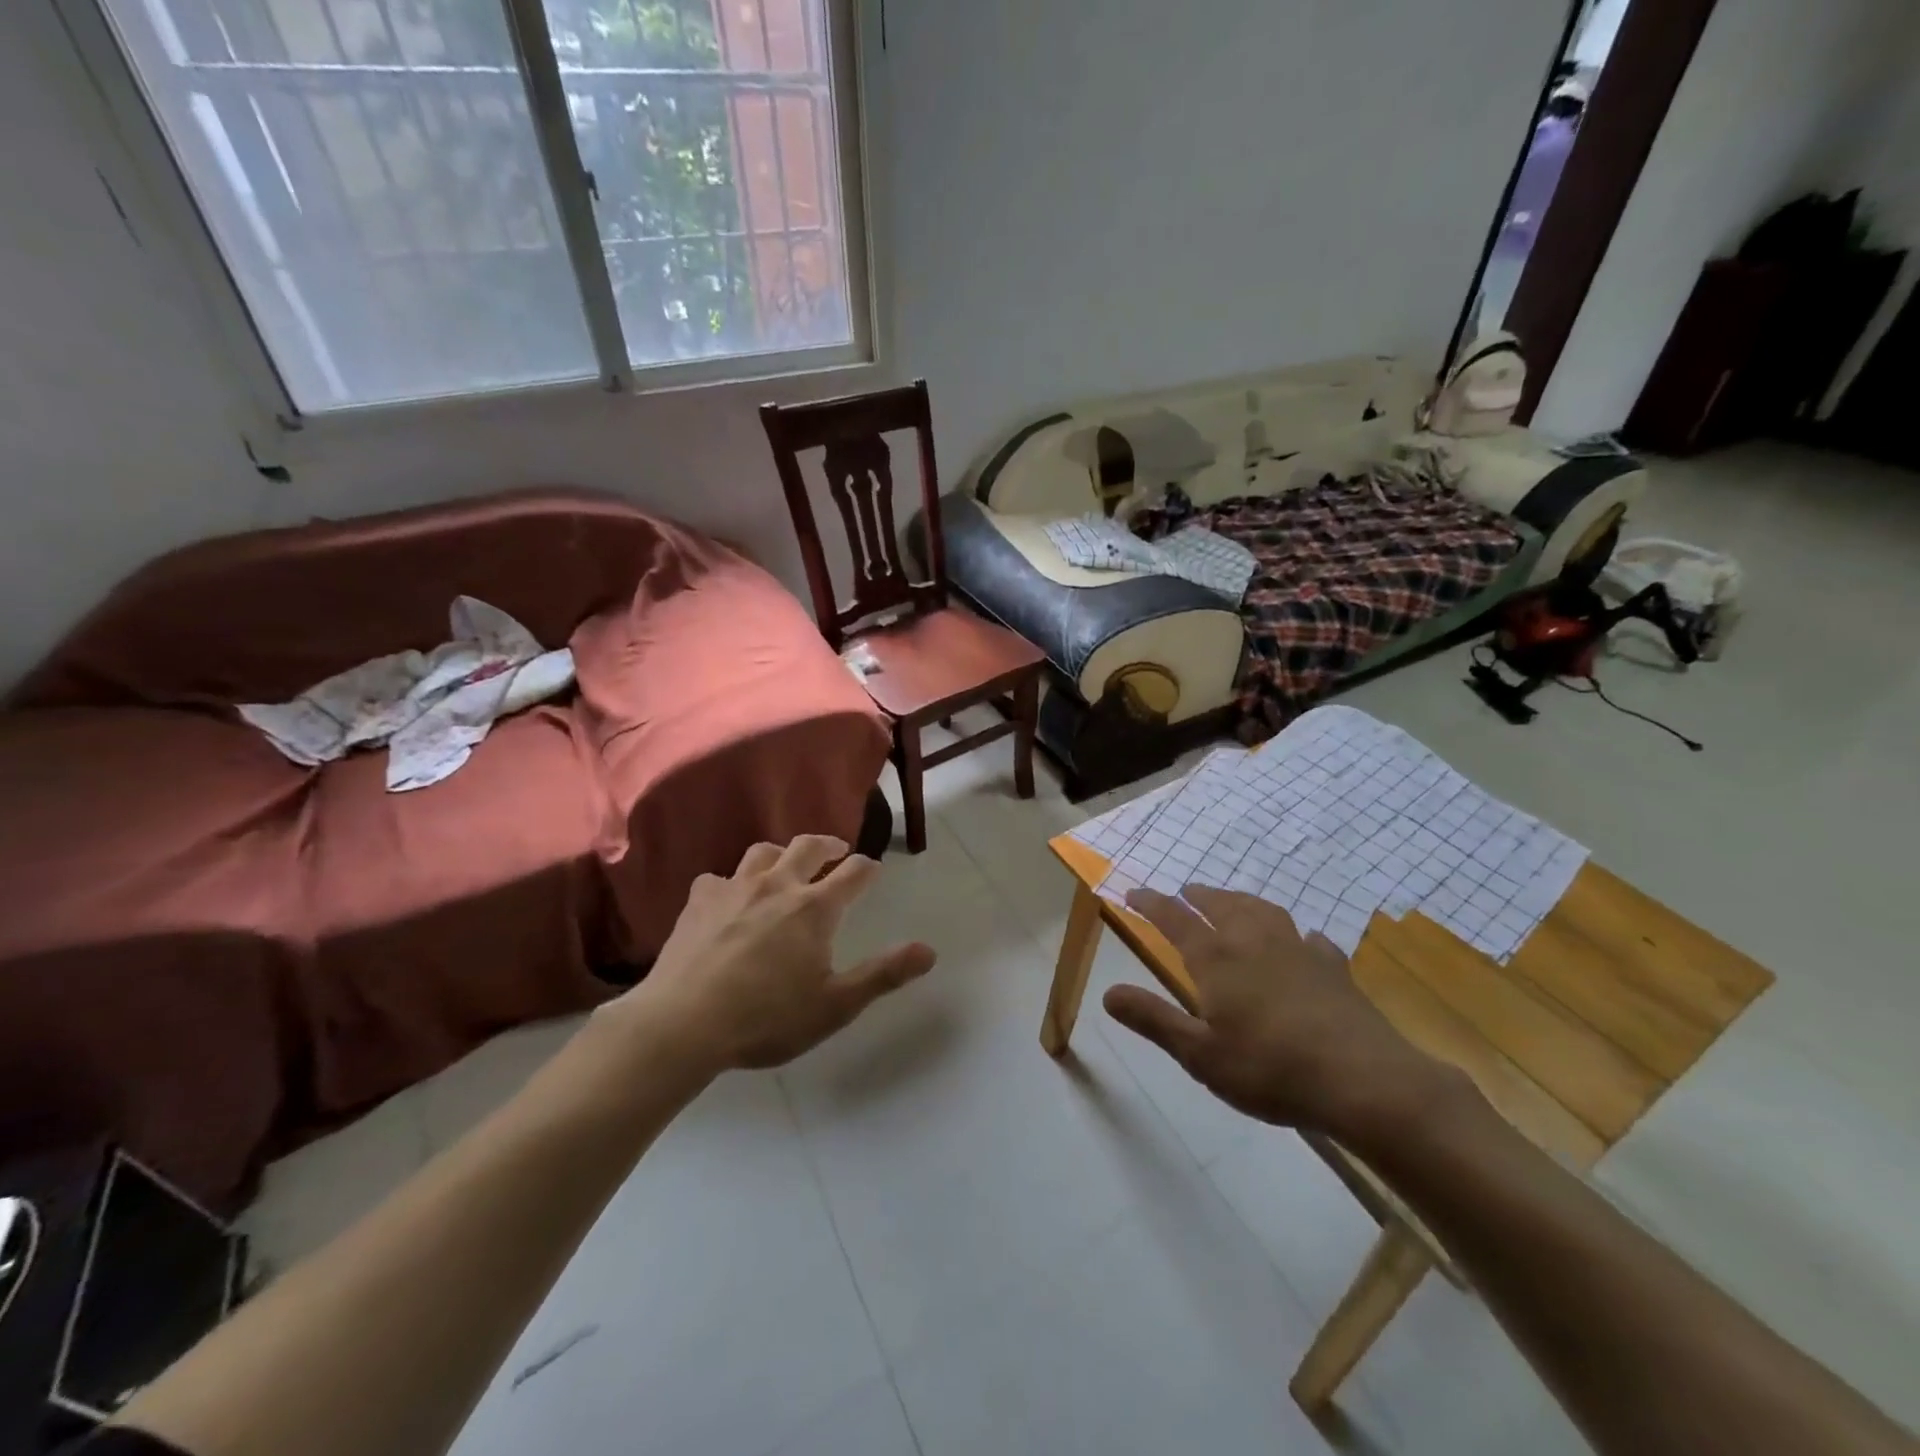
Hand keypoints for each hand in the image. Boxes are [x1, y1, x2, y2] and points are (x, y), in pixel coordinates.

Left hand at [616, 835, 936, 1070]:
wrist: (683, 1024)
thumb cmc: (767, 1017)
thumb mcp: (835, 1005)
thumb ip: (883, 974)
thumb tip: (929, 951)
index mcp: (815, 907)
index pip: (853, 873)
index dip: (867, 868)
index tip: (873, 869)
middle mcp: (778, 885)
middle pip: (808, 846)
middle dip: (828, 844)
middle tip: (836, 849)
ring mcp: (734, 888)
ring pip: (763, 852)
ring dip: (781, 854)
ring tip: (785, 865)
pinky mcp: (698, 901)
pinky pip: (719, 878)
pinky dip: (731, 882)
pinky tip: (728, 898)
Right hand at [1103, 886, 1457, 1141]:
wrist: (1362, 1080)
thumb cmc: (1270, 1068)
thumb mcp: (1199, 1054)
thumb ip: (1153, 1019)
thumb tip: (1107, 993)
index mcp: (1216, 958)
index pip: (1175, 919)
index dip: (1151, 903)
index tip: (1132, 892)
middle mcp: (1254, 941)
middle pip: (1220, 905)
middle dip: (1197, 895)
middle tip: (1184, 891)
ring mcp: (1298, 950)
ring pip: (1262, 911)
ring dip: (1240, 901)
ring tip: (1231, 901)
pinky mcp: (1334, 968)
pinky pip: (1309, 939)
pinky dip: (1297, 935)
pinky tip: (1303, 941)